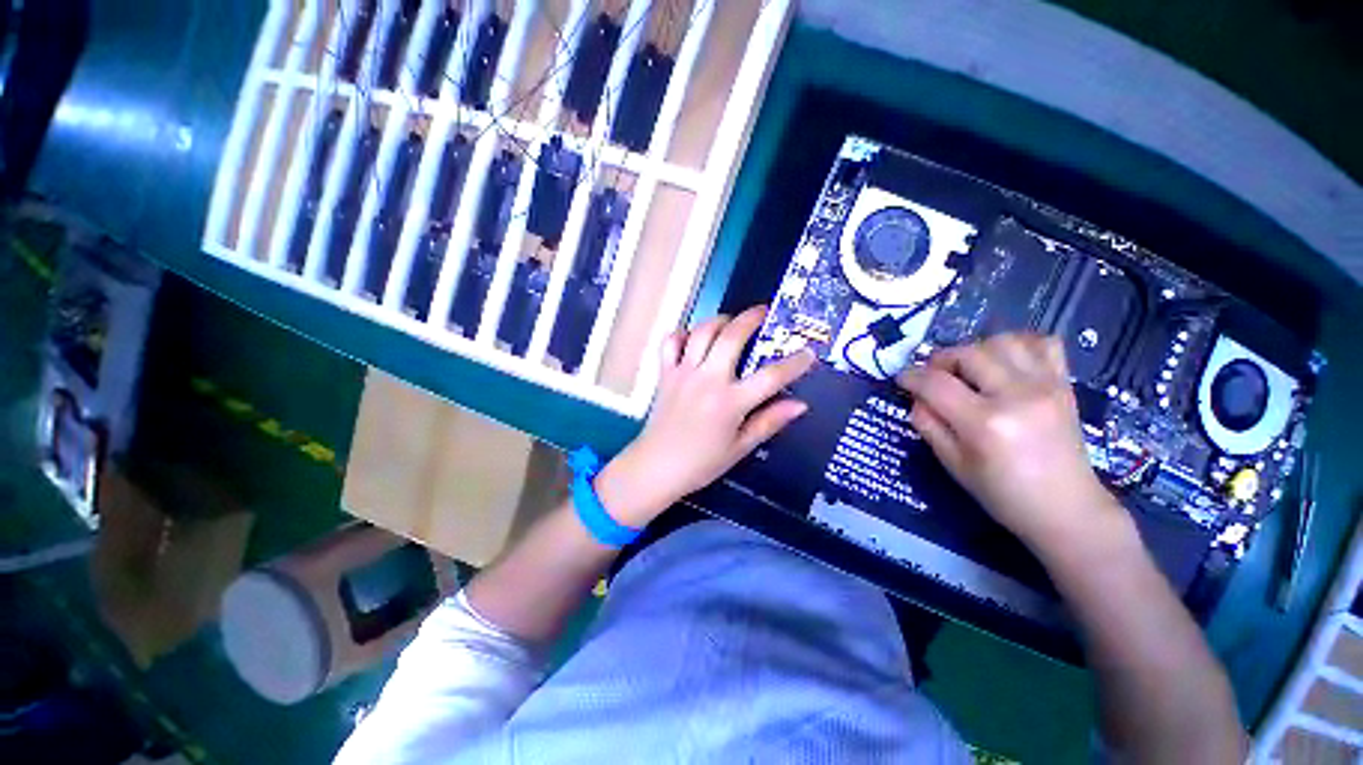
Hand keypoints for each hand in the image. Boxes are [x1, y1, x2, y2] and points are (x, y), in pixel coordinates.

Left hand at [595, 306, 815, 526]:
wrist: (656, 467)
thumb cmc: (702, 463)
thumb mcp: (740, 447)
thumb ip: (769, 422)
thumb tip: (800, 405)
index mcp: (730, 402)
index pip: (770, 377)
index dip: (794, 363)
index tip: (809, 353)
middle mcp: (708, 380)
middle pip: (732, 337)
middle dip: (751, 319)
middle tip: (763, 313)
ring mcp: (684, 373)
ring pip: (702, 332)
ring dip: (719, 320)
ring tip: (731, 321)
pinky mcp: (665, 373)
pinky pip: (671, 342)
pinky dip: (683, 334)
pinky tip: (693, 337)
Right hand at [897, 333, 1126, 551]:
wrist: (1067, 509)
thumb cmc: (1003, 494)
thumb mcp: (952, 464)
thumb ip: (928, 425)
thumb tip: (917, 397)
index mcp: (984, 423)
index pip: (935, 383)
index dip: (911, 376)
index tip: (901, 379)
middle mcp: (1017, 396)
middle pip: (967, 353)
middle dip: (940, 360)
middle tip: (933, 376)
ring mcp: (1046, 386)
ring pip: (1002, 341)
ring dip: (976, 350)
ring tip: (969, 370)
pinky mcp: (1065, 385)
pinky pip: (1043, 344)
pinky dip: (1020, 345)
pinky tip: (1006, 363)